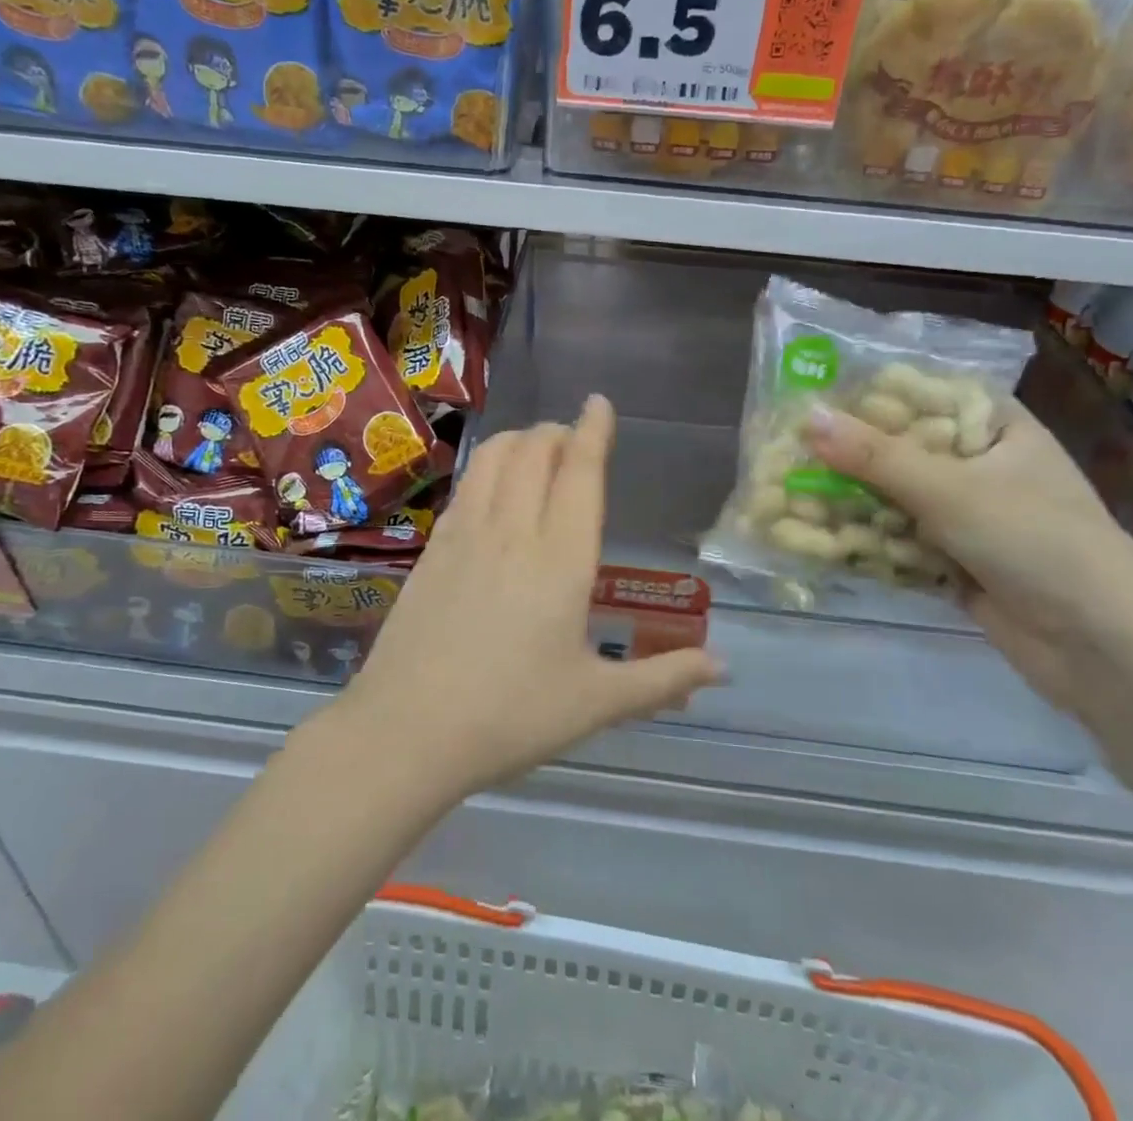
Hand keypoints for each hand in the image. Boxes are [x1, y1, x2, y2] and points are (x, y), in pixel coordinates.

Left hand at [343, 395, 723, 797]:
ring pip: (493, 457)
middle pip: (534, 451)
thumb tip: (724, 668)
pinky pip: (466, 486)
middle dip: (558, 432)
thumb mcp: (596, 703)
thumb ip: (662, 679)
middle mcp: (513, 531)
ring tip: (536, 451)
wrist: (408, 730)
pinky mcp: (432, 548)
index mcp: (561, 559)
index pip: (580, 473)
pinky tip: (492, 491)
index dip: (593, 431)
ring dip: (520, 440)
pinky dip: (487, 468)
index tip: (599, 402)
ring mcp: (465, 535)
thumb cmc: (512, 716)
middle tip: (573, 440)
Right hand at [804, 399, 1132, 710]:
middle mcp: (982, 468)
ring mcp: (969, 518)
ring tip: (789, 495)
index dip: (872, 396)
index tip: (815, 398)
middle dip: (848, 457)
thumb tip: (807, 417)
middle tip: (789, 450)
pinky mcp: (955, 562)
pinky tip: (815, 538)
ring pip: (895, 499)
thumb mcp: (950, 490)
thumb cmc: (1036, 543)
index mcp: (997, 431)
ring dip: (849, 501)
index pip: (926, 396)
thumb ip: (875, 456)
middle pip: (903, 450)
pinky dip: (865, 540)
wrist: (1102, 649)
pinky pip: (898, 541)